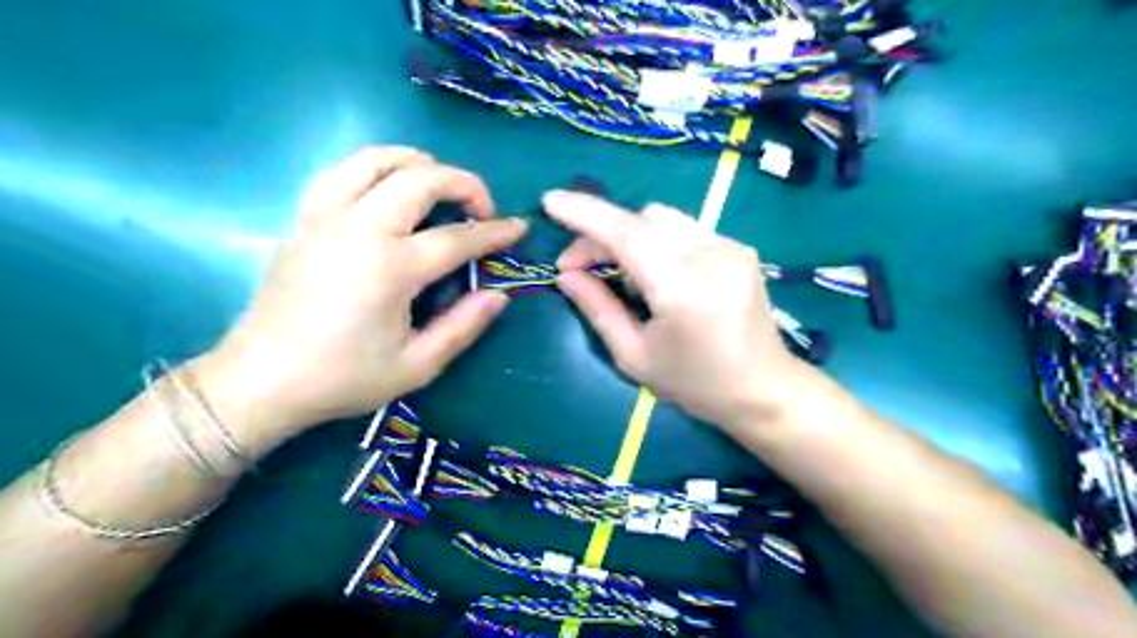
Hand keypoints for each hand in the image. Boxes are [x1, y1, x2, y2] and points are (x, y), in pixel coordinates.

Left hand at [197, 147, 534, 449]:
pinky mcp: (303, 218)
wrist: (261, 380)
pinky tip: (388, 187)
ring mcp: (325, 217)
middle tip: (481, 209)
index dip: (496, 231)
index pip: (458, 237)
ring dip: (418, 163)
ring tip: (439, 185)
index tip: (519, 227)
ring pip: (376, 159)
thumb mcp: (417, 366)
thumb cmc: (344, 377)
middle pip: (420, 178)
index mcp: (391, 268)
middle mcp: (359, 228)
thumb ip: (463, 326)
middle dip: (463, 183)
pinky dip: (375, 167)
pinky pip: (342, 170)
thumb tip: (499, 295)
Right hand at [547, 189, 811, 427]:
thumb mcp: (634, 356)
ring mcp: (730, 247)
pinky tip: (659, 277)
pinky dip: (659, 243)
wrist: (764, 390)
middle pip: (642, 219)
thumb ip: (597, 308)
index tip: (550, 201)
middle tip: (578, 267)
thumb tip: (567, 274)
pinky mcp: (739, 248)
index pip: (626, 234)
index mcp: (682, 287)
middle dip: (602, 234)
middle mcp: (710, 255)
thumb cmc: (694, 384)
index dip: (585, 213)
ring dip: (631, 238)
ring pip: (663, 219)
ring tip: (625, 279)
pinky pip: (685, 230)